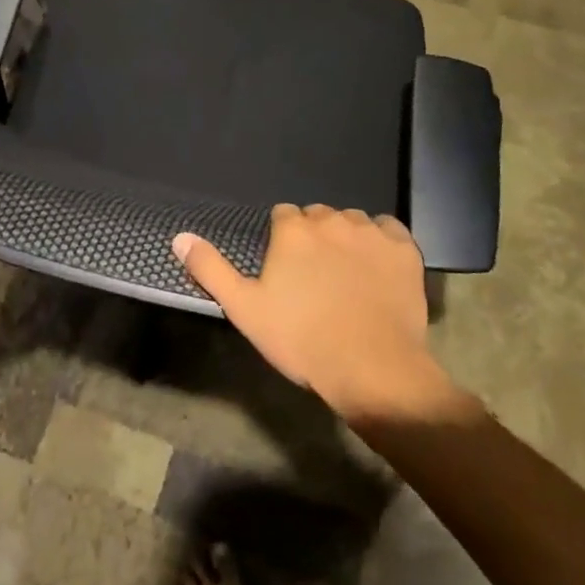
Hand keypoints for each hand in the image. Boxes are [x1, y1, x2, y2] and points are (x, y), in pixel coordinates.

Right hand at [173, 204, 453, 427]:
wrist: (372, 368)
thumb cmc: (302, 339)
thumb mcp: (245, 309)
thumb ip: (211, 269)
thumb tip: (180, 237)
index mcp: (294, 230)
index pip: (283, 216)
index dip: (283, 241)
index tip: (286, 270)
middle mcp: (332, 219)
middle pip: (318, 216)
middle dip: (314, 238)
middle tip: (315, 277)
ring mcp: (371, 231)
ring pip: (352, 222)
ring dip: (347, 239)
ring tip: (347, 276)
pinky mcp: (404, 248)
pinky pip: (389, 230)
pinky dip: (383, 242)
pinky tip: (378, 268)